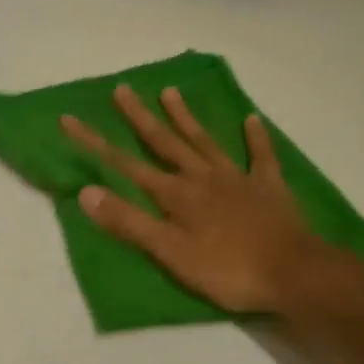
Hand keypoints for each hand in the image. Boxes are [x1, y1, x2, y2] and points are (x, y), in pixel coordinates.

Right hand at [61, 85, 321, 313]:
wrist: (293, 274)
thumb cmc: (227, 270)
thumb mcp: (170, 253)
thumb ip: (129, 222)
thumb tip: (86, 191)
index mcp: (175, 195)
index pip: (125, 165)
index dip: (95, 143)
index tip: (70, 120)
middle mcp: (202, 178)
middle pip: (165, 142)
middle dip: (140, 117)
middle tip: (122, 89)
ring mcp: (237, 179)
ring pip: (205, 141)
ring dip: (185, 117)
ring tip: (170, 91)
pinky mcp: (269, 187)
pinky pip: (260, 156)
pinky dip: (255, 137)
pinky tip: (251, 119)